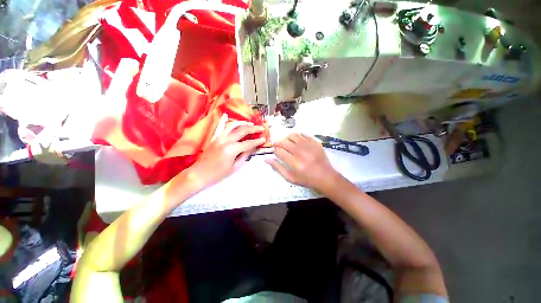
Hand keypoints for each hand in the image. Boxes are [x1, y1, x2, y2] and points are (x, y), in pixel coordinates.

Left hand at [189, 114, 265, 187]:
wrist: (199, 173)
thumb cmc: (218, 174)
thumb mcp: (235, 167)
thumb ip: (244, 155)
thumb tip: (252, 147)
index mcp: (231, 149)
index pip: (248, 143)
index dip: (257, 141)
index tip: (264, 139)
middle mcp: (226, 140)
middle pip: (242, 130)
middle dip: (253, 128)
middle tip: (261, 128)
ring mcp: (219, 137)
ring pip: (233, 125)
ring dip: (243, 123)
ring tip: (250, 123)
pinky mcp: (215, 137)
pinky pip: (226, 127)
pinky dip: (233, 124)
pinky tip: (238, 125)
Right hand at [266, 133, 339, 190]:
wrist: (325, 177)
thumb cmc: (306, 179)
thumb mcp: (290, 177)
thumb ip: (278, 168)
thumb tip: (267, 159)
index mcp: (294, 162)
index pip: (279, 151)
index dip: (275, 150)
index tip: (275, 151)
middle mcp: (301, 152)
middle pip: (284, 142)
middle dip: (278, 143)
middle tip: (278, 145)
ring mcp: (309, 146)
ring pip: (293, 135)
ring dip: (287, 138)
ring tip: (286, 142)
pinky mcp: (315, 142)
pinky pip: (304, 134)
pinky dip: (298, 136)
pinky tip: (297, 141)